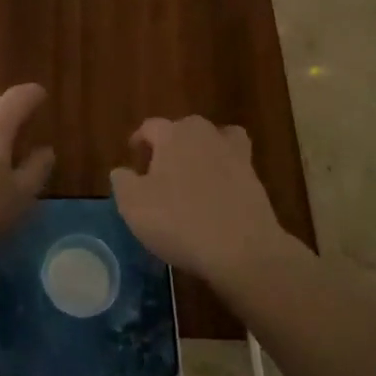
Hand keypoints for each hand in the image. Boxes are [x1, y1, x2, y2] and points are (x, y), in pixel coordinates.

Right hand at [111, 116, 284, 284]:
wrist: (241, 249)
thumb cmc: (179, 221)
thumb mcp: (134, 205)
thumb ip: (122, 182)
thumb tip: (121, 171)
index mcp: (172, 134)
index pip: (150, 126)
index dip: (139, 139)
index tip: (133, 154)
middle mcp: (203, 133)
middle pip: (182, 129)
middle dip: (170, 144)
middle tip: (160, 170)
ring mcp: (233, 152)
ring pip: (213, 140)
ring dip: (201, 152)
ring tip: (192, 174)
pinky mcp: (254, 176)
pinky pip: (235, 163)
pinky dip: (226, 169)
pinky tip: (220, 188)